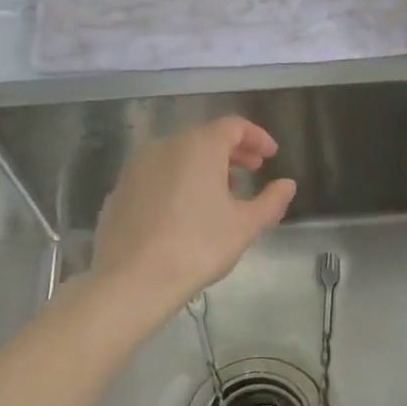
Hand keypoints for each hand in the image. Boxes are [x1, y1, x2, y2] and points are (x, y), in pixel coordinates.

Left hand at [92, 116, 296, 312]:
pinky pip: (157, 176)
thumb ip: (271, 200)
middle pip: (204, 138)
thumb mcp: (245, 225)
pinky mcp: (119, 190)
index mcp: (199, 146)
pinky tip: (185, 211)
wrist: (132, 279)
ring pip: (178, 156)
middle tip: (253, 172)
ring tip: (221, 194)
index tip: (271, 156)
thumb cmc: (198, 246)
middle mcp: (165, 146)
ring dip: (204, 167)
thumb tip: (287, 184)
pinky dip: (177, 182)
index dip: (257, 137)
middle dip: (232, 153)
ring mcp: (136, 167)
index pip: (233, 126)